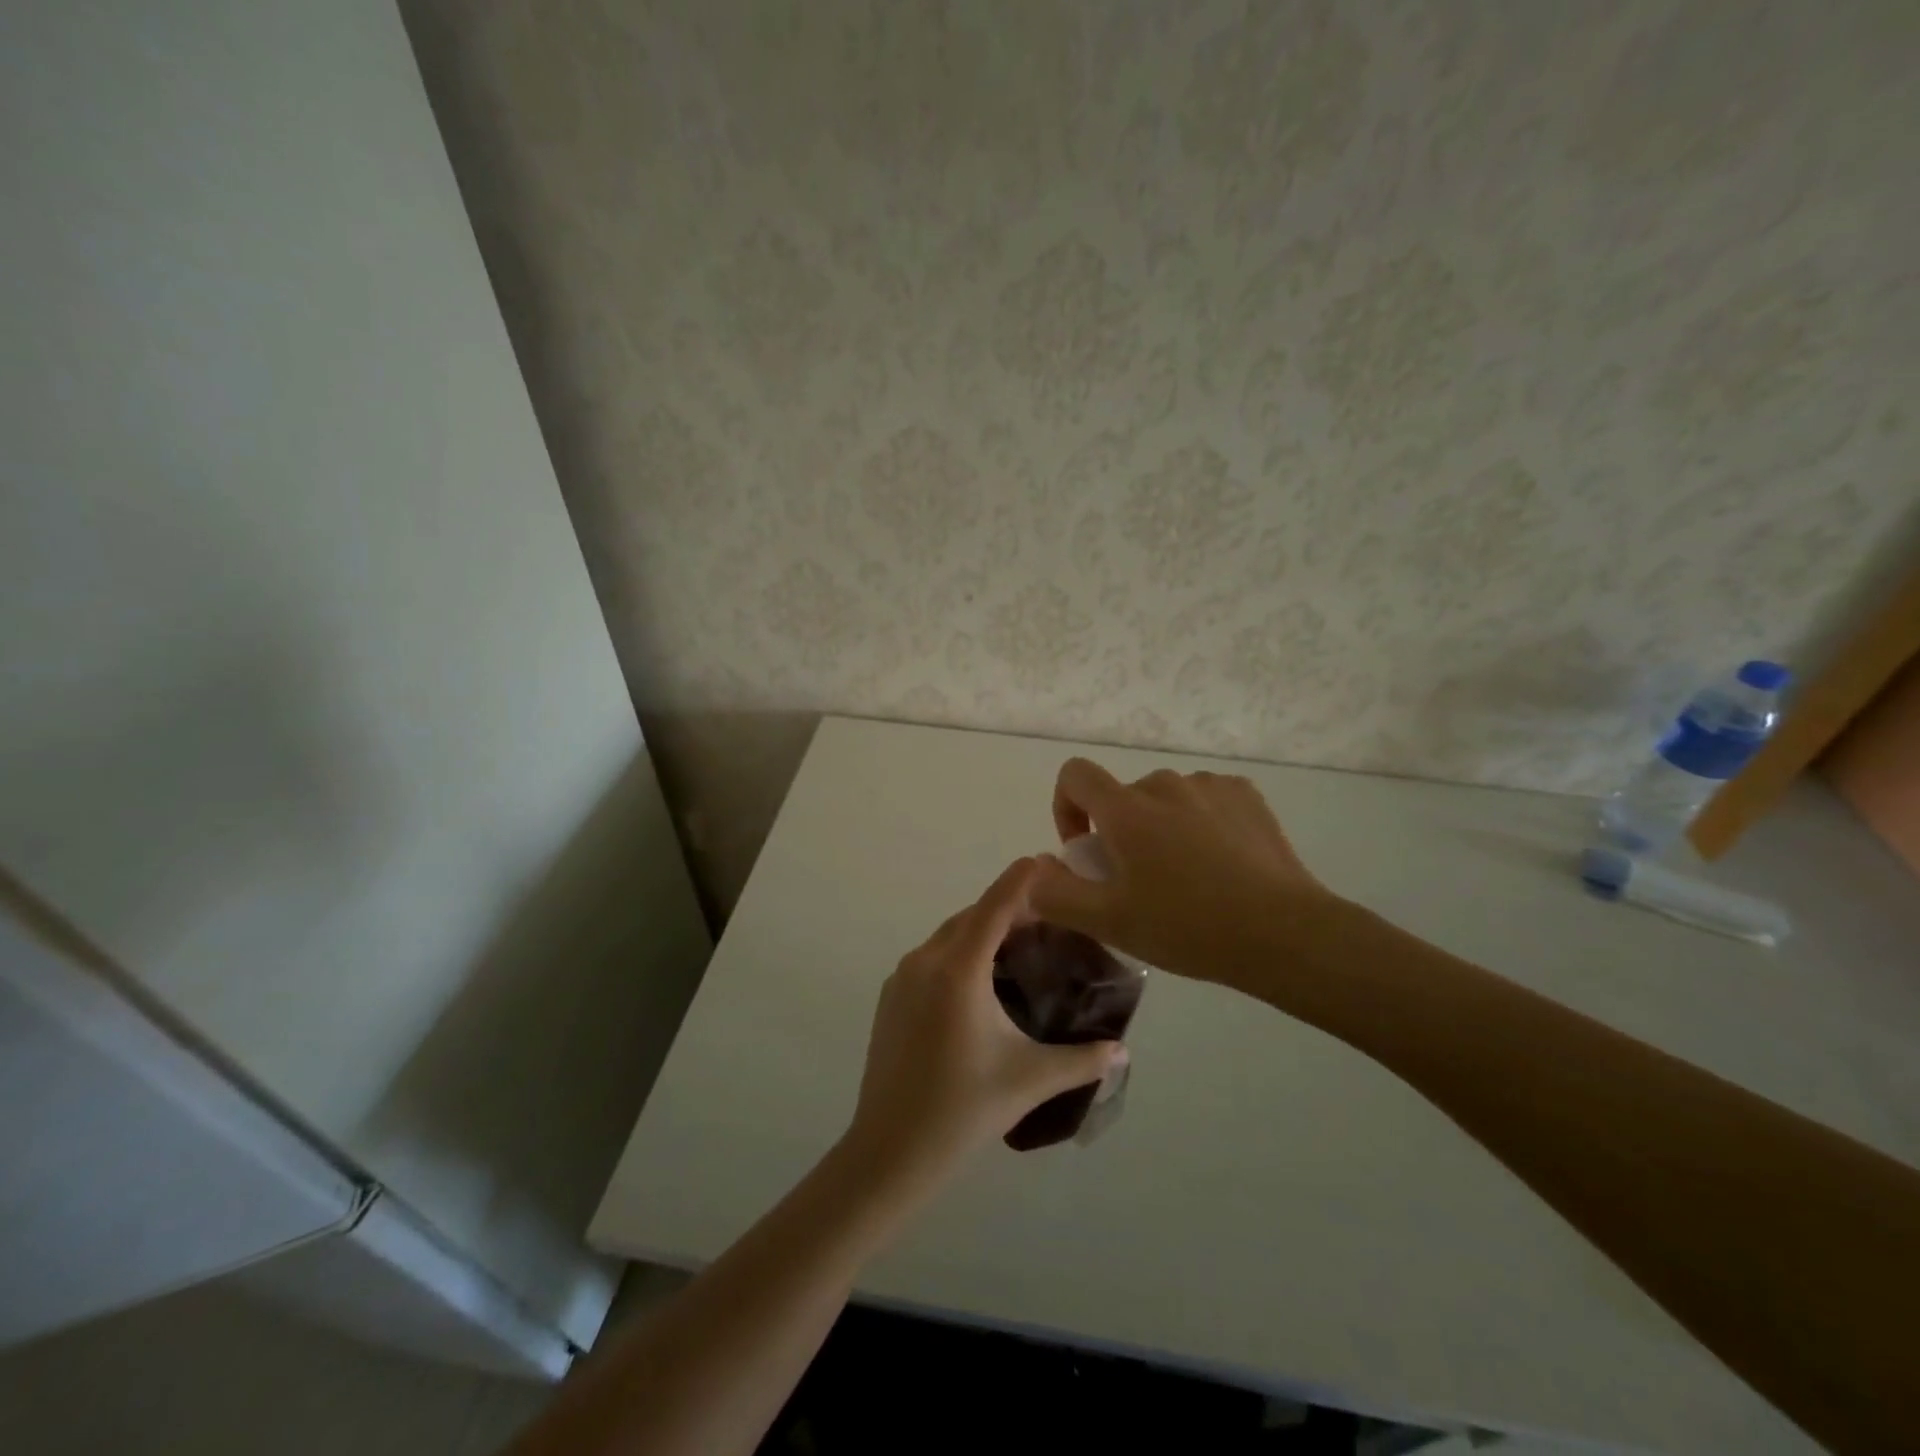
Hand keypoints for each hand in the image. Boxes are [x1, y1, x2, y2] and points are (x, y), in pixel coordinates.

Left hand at [844, 858, 1127, 1187]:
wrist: (889, 1151)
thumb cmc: (963, 1109)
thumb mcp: (1029, 1079)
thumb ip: (1081, 1060)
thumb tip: (1121, 1051)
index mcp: (958, 969)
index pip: (995, 906)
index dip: (1021, 880)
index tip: (1046, 860)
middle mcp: (926, 960)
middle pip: (972, 917)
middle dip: (1007, 908)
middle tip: (1048, 917)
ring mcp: (902, 977)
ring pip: (949, 936)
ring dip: (982, 931)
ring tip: (1019, 947)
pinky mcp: (890, 997)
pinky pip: (931, 957)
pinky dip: (959, 953)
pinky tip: (981, 983)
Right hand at [1030, 758, 1345, 995]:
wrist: (1282, 933)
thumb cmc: (1187, 926)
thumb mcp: (1109, 922)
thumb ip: (1056, 894)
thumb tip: (1035, 870)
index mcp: (1126, 809)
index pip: (1075, 774)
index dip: (1066, 807)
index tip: (1086, 851)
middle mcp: (1164, 784)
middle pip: (1123, 796)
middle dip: (1119, 831)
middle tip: (1139, 882)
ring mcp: (1210, 786)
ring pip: (1165, 799)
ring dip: (1161, 826)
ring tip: (1185, 876)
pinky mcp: (1246, 796)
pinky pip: (1204, 800)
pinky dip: (1199, 822)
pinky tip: (1220, 863)